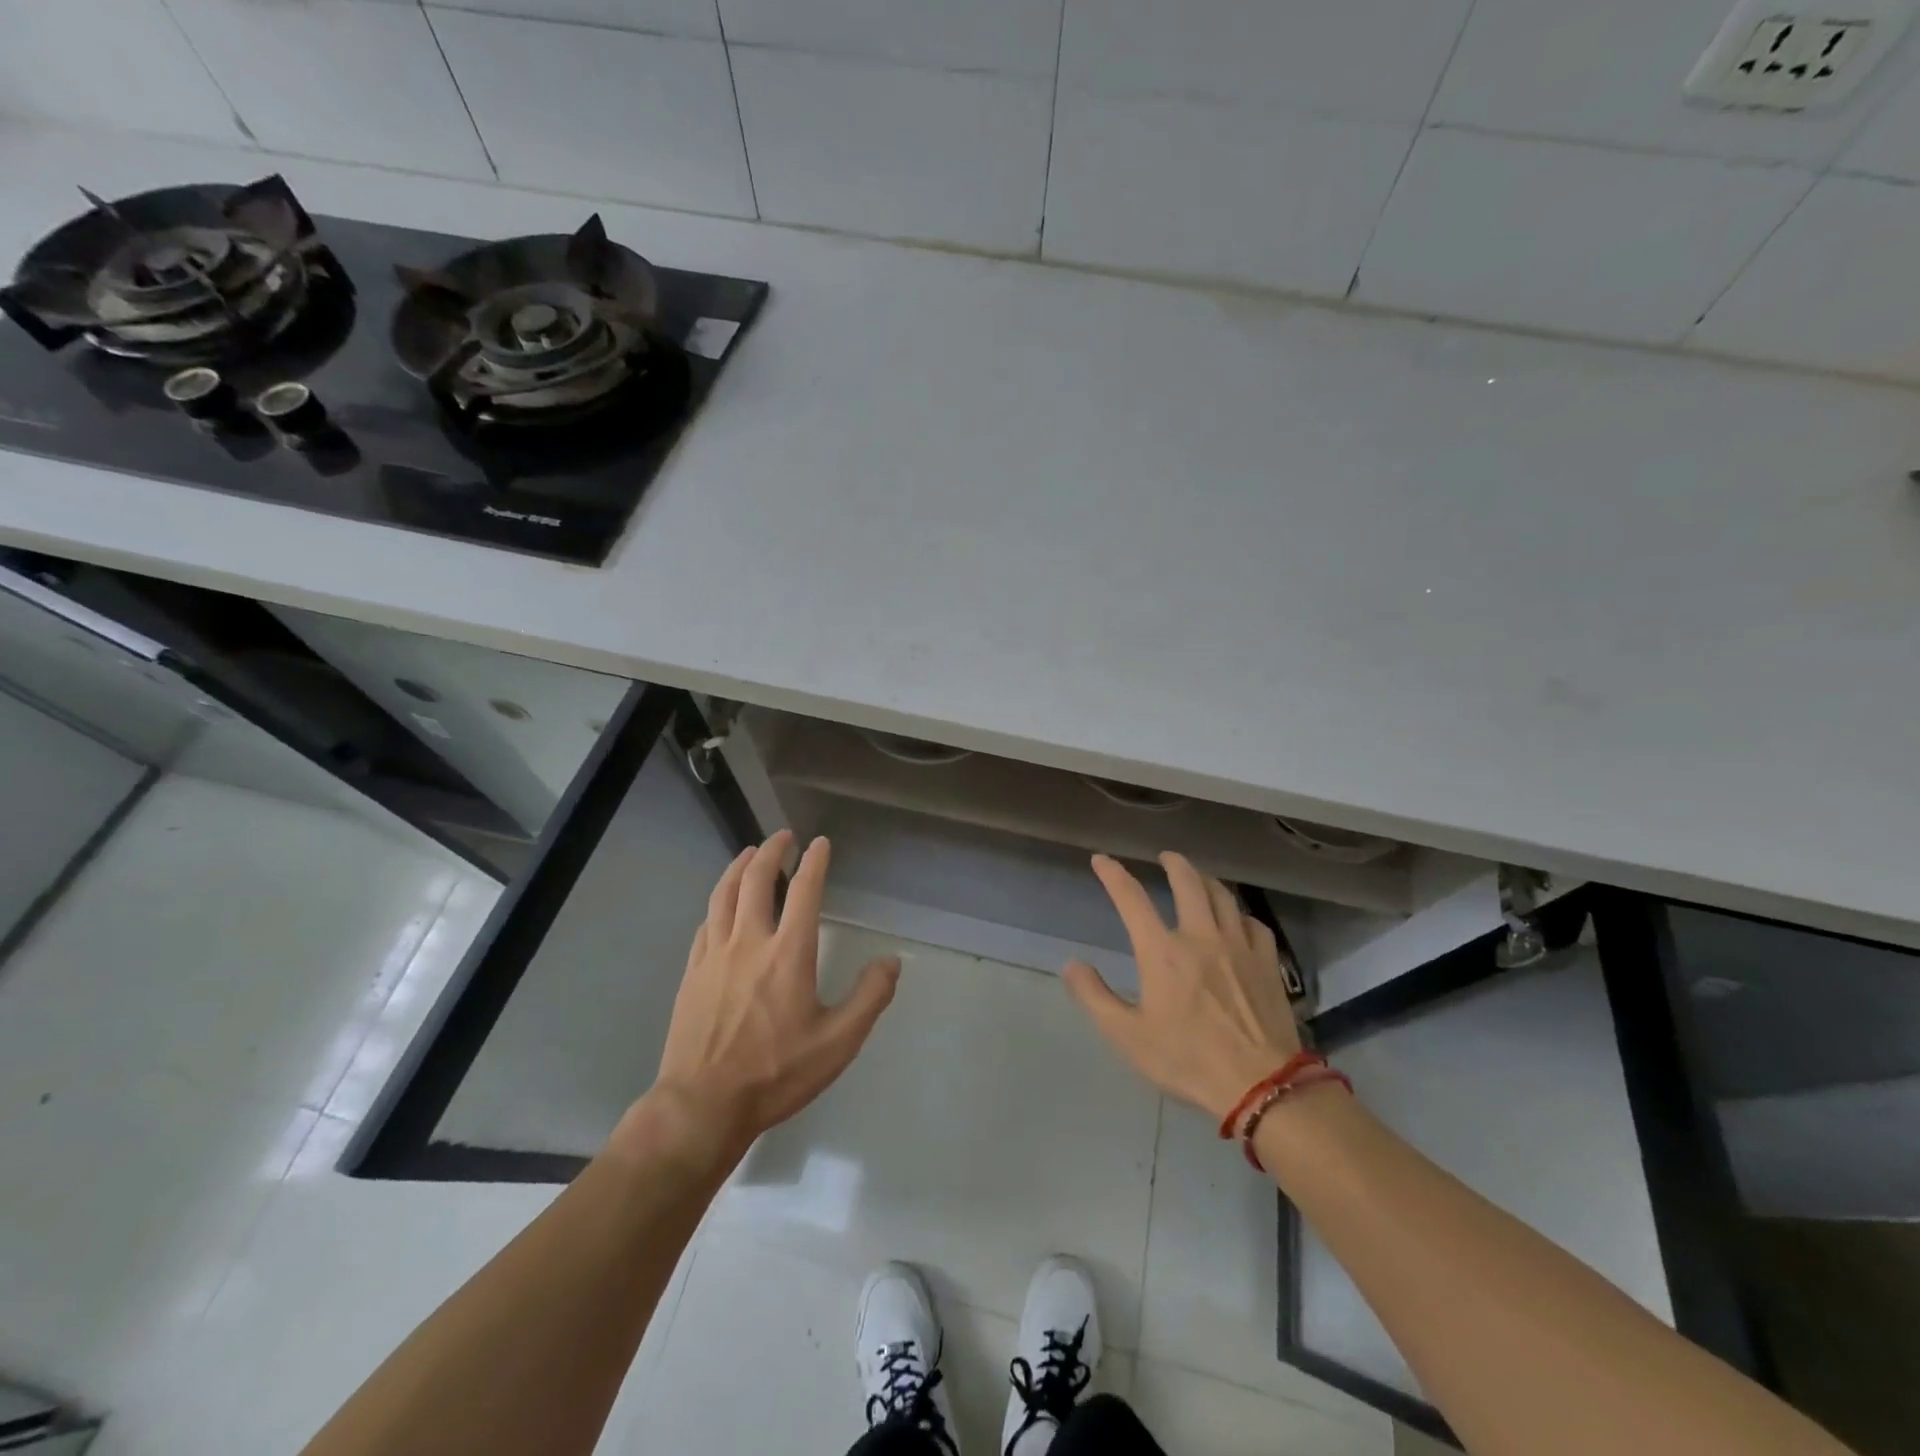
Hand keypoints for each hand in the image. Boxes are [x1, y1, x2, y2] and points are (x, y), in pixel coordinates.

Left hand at [648, 830, 900, 1150]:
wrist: (702, 1105)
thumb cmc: (776, 1073)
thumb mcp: (838, 1042)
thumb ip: (869, 998)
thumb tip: (892, 962)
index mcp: (788, 952)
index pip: (805, 890)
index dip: (815, 861)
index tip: (821, 842)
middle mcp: (749, 941)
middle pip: (757, 879)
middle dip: (771, 850)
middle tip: (783, 836)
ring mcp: (714, 955)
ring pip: (724, 894)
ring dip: (739, 866)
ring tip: (749, 853)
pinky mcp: (692, 972)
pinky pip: (706, 923)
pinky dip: (718, 902)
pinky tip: (722, 905)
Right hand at [1066, 851, 1303, 1122]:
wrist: (1261, 1085)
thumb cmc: (1187, 1060)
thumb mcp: (1127, 1036)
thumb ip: (1095, 997)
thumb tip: (1072, 964)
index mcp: (1162, 952)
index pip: (1132, 899)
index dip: (1113, 874)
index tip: (1101, 860)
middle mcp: (1200, 937)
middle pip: (1188, 882)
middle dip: (1174, 863)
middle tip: (1165, 857)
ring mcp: (1239, 947)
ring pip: (1223, 896)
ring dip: (1207, 880)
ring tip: (1199, 878)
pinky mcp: (1268, 963)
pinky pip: (1253, 923)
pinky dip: (1239, 914)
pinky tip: (1237, 920)